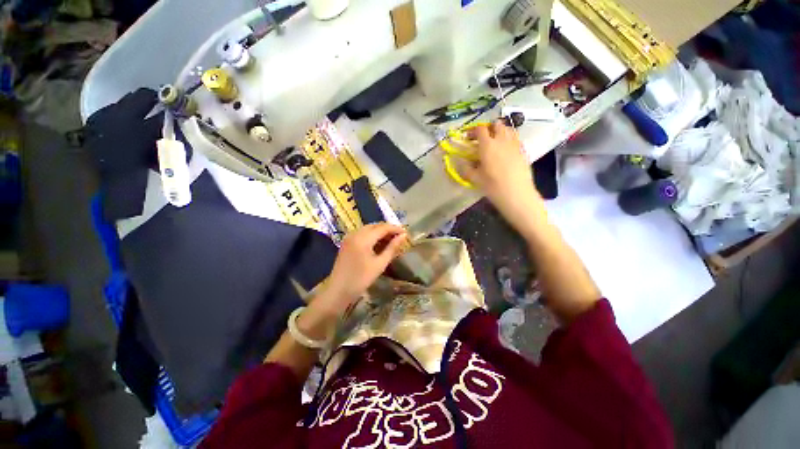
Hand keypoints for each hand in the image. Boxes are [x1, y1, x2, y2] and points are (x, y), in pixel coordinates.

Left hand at [311, 223, 407, 317]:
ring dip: (380, 232)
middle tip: (400, 237)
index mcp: (363, 238)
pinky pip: (362, 233)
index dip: (395, 228)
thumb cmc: (361, 279)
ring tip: (392, 240)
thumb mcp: (380, 264)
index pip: (383, 227)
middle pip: (375, 226)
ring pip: (368, 229)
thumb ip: (392, 248)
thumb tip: (403, 236)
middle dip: (388, 229)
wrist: (338, 291)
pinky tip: (379, 243)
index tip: (406, 233)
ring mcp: (349, 237)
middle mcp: (355, 233)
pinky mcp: (347, 242)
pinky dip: (372, 235)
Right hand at [462, 121, 542, 230]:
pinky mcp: (523, 150)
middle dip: (488, 128)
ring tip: (495, 142)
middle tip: (482, 139)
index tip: (468, 138)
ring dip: (500, 131)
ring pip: (508, 129)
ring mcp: (515, 144)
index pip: (480, 129)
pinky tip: (505, 151)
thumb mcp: (475, 179)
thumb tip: (461, 162)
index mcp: (487, 145)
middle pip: (496, 124)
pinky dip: (509, 139)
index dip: (473, 131)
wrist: (516, 194)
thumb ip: (466, 168)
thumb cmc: (493, 187)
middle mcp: (502, 140)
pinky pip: (516, 138)